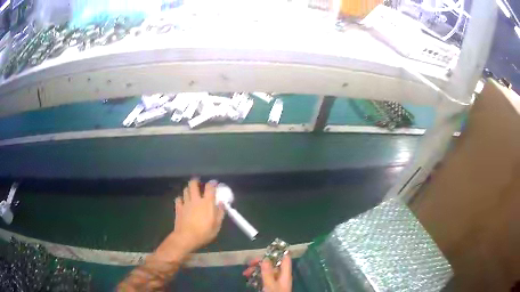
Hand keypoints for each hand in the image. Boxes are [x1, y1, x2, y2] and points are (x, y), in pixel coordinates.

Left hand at [156, 179, 224, 260]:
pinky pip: (178, 199)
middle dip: (196, 182)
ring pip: (185, 190)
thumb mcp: (217, 225)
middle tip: (199, 184)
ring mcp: (185, 203)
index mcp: (207, 203)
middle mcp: (196, 199)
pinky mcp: (178, 208)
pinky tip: (183, 202)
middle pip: (193, 184)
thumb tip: (222, 204)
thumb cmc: (204, 233)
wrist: (186, 237)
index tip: (213, 184)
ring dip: (189, 189)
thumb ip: (220, 213)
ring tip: (191, 192)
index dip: (212, 184)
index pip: (210, 187)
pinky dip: (181, 198)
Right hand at [243, 255, 291, 291]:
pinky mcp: (270, 287)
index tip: (267, 248)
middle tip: (249, 263)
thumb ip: (268, 272)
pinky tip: (249, 279)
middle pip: (272, 265)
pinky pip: (263, 279)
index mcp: (285, 274)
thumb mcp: (270, 284)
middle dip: (260, 263)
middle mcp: (281, 276)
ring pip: (266, 272)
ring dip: (256, 270)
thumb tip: (265, 258)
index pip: (285, 259)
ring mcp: (276, 282)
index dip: (278, 252)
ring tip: (245, 273)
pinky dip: (256, 277)